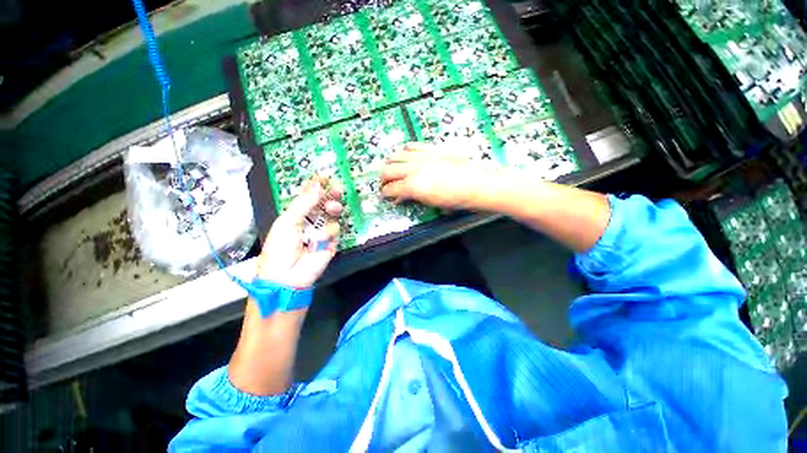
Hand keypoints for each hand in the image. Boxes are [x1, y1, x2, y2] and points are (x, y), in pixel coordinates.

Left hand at [256, 176, 342, 288]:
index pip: (308, 196)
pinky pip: (336, 230)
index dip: (316, 185)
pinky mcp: (332, 242)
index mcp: (296, 214)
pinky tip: (320, 239)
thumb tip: (318, 186)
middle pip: (324, 203)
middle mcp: (311, 220)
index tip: (325, 175)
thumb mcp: (288, 222)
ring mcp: (322, 231)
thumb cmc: (280, 249)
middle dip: (331, 194)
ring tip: (333, 208)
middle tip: (336, 188)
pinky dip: (329, 232)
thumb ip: (304, 203)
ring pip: (333, 214)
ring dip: (333, 208)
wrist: (287, 278)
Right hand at [380, 142, 493, 209]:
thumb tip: (401, 198)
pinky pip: (410, 146)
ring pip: (395, 155)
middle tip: (385, 185)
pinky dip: (404, 152)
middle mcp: (413, 168)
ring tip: (392, 170)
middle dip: (383, 179)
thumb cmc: (455, 198)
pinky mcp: (430, 149)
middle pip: (387, 170)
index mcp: (412, 185)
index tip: (386, 196)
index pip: (390, 189)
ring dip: (390, 164)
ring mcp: (421, 156)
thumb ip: (412, 198)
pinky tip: (406, 157)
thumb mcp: (430, 203)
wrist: (476, 183)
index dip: (385, 194)